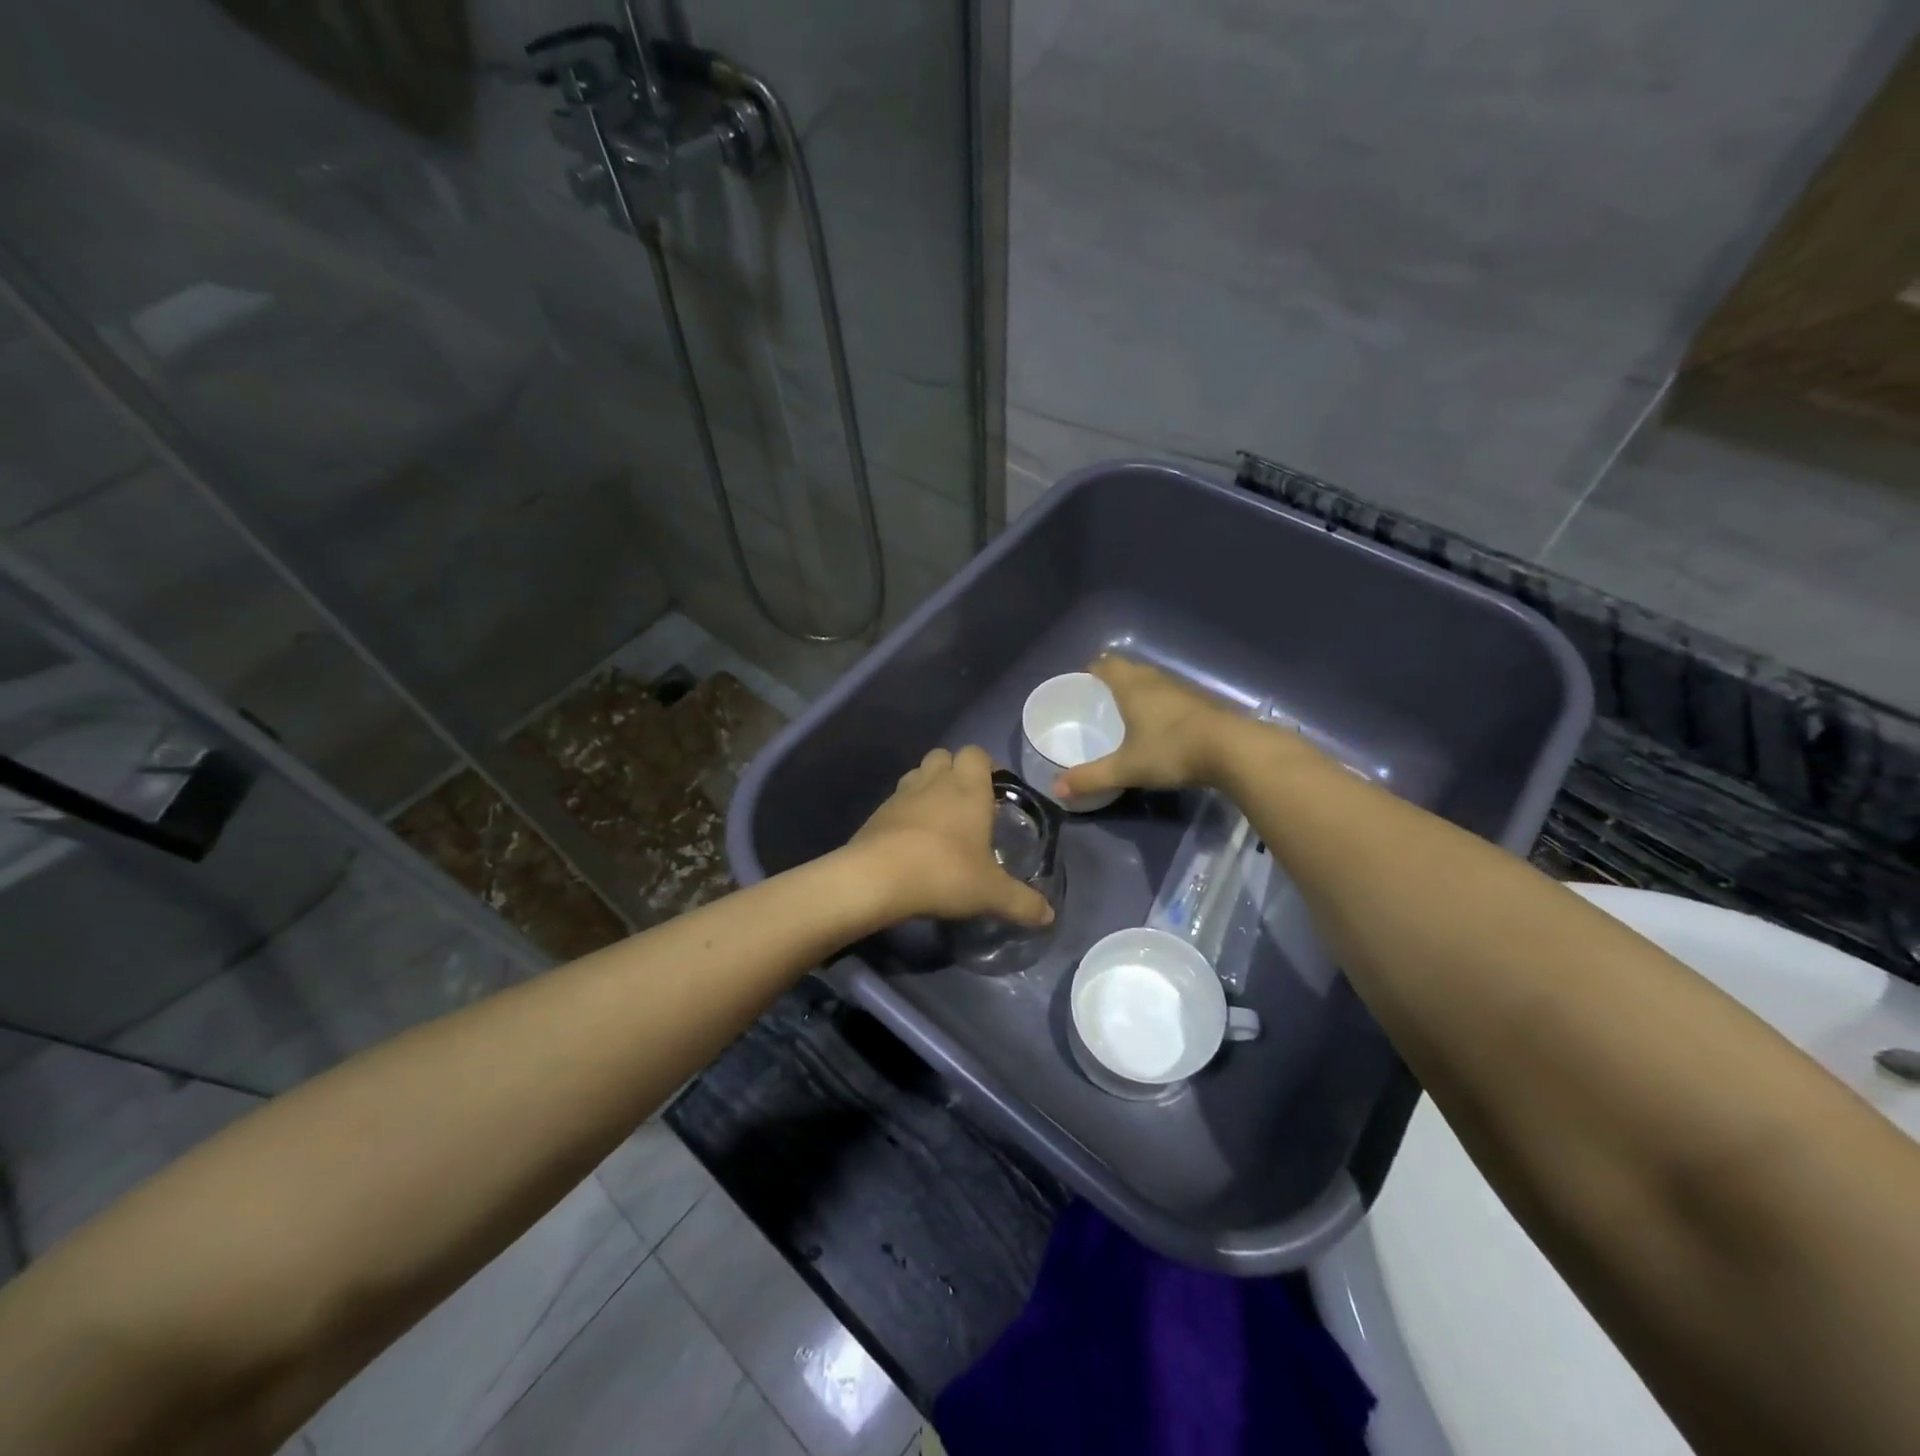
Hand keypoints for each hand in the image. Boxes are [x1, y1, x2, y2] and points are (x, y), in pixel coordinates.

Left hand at [850, 746, 1054, 926]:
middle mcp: (934, 782)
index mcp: (967, 788)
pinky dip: (906, 812)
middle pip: (944, 756)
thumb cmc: (944, 872)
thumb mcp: (991, 893)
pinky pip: (896, 801)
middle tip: (968, 803)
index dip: (986, 766)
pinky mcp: (877, 813)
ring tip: (940, 820)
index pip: (976, 753)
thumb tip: (1049, 916)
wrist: (876, 878)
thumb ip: (1022, 902)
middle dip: (955, 772)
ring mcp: (901, 794)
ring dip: (929, 787)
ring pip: (917, 774)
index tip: (994, 789)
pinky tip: (913, 841)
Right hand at [1052, 656, 1239, 800]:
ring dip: (1138, 690)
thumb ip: (1091, 777)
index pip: (1105, 664)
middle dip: (1112, 679)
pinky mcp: (1201, 703)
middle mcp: (1155, 680)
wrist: (1233, 751)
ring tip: (1126, 712)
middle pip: (1128, 669)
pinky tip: (1158, 726)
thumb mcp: (1126, 768)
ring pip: (1152, 681)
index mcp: (1132, 686)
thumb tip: (1056, 789)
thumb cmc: (1171, 750)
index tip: (1080, 684)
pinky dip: (1158, 704)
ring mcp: (1182, 690)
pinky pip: (1170, 695)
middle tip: (1098, 701)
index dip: (1091, 670)